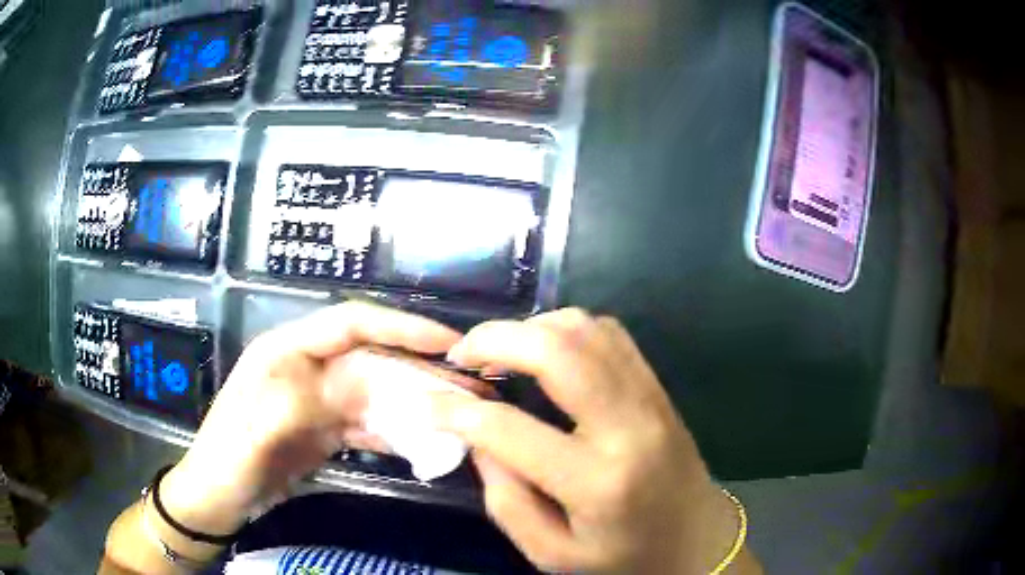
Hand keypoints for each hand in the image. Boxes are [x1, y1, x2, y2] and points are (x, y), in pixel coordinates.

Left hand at [159, 301, 460, 535]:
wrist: (217, 497)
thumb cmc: (227, 458)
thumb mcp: (254, 431)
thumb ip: (299, 402)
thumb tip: (356, 386)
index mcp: (285, 351)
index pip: (350, 323)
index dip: (399, 327)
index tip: (447, 343)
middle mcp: (307, 368)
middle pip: (372, 358)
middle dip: (419, 369)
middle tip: (468, 387)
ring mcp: (319, 400)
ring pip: (376, 392)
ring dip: (414, 402)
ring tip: (458, 415)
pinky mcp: (326, 430)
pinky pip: (369, 424)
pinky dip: (396, 432)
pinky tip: (423, 444)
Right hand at [433, 309, 753, 573]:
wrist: (696, 539)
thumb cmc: (624, 557)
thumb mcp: (552, 554)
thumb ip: (506, 500)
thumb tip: (477, 438)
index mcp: (597, 483)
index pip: (511, 431)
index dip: (457, 411)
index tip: (428, 402)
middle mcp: (627, 428)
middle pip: (558, 351)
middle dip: (496, 340)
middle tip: (463, 355)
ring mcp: (649, 399)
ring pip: (586, 329)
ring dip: (532, 328)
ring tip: (501, 352)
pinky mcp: (657, 388)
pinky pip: (610, 334)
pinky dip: (567, 329)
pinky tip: (547, 351)